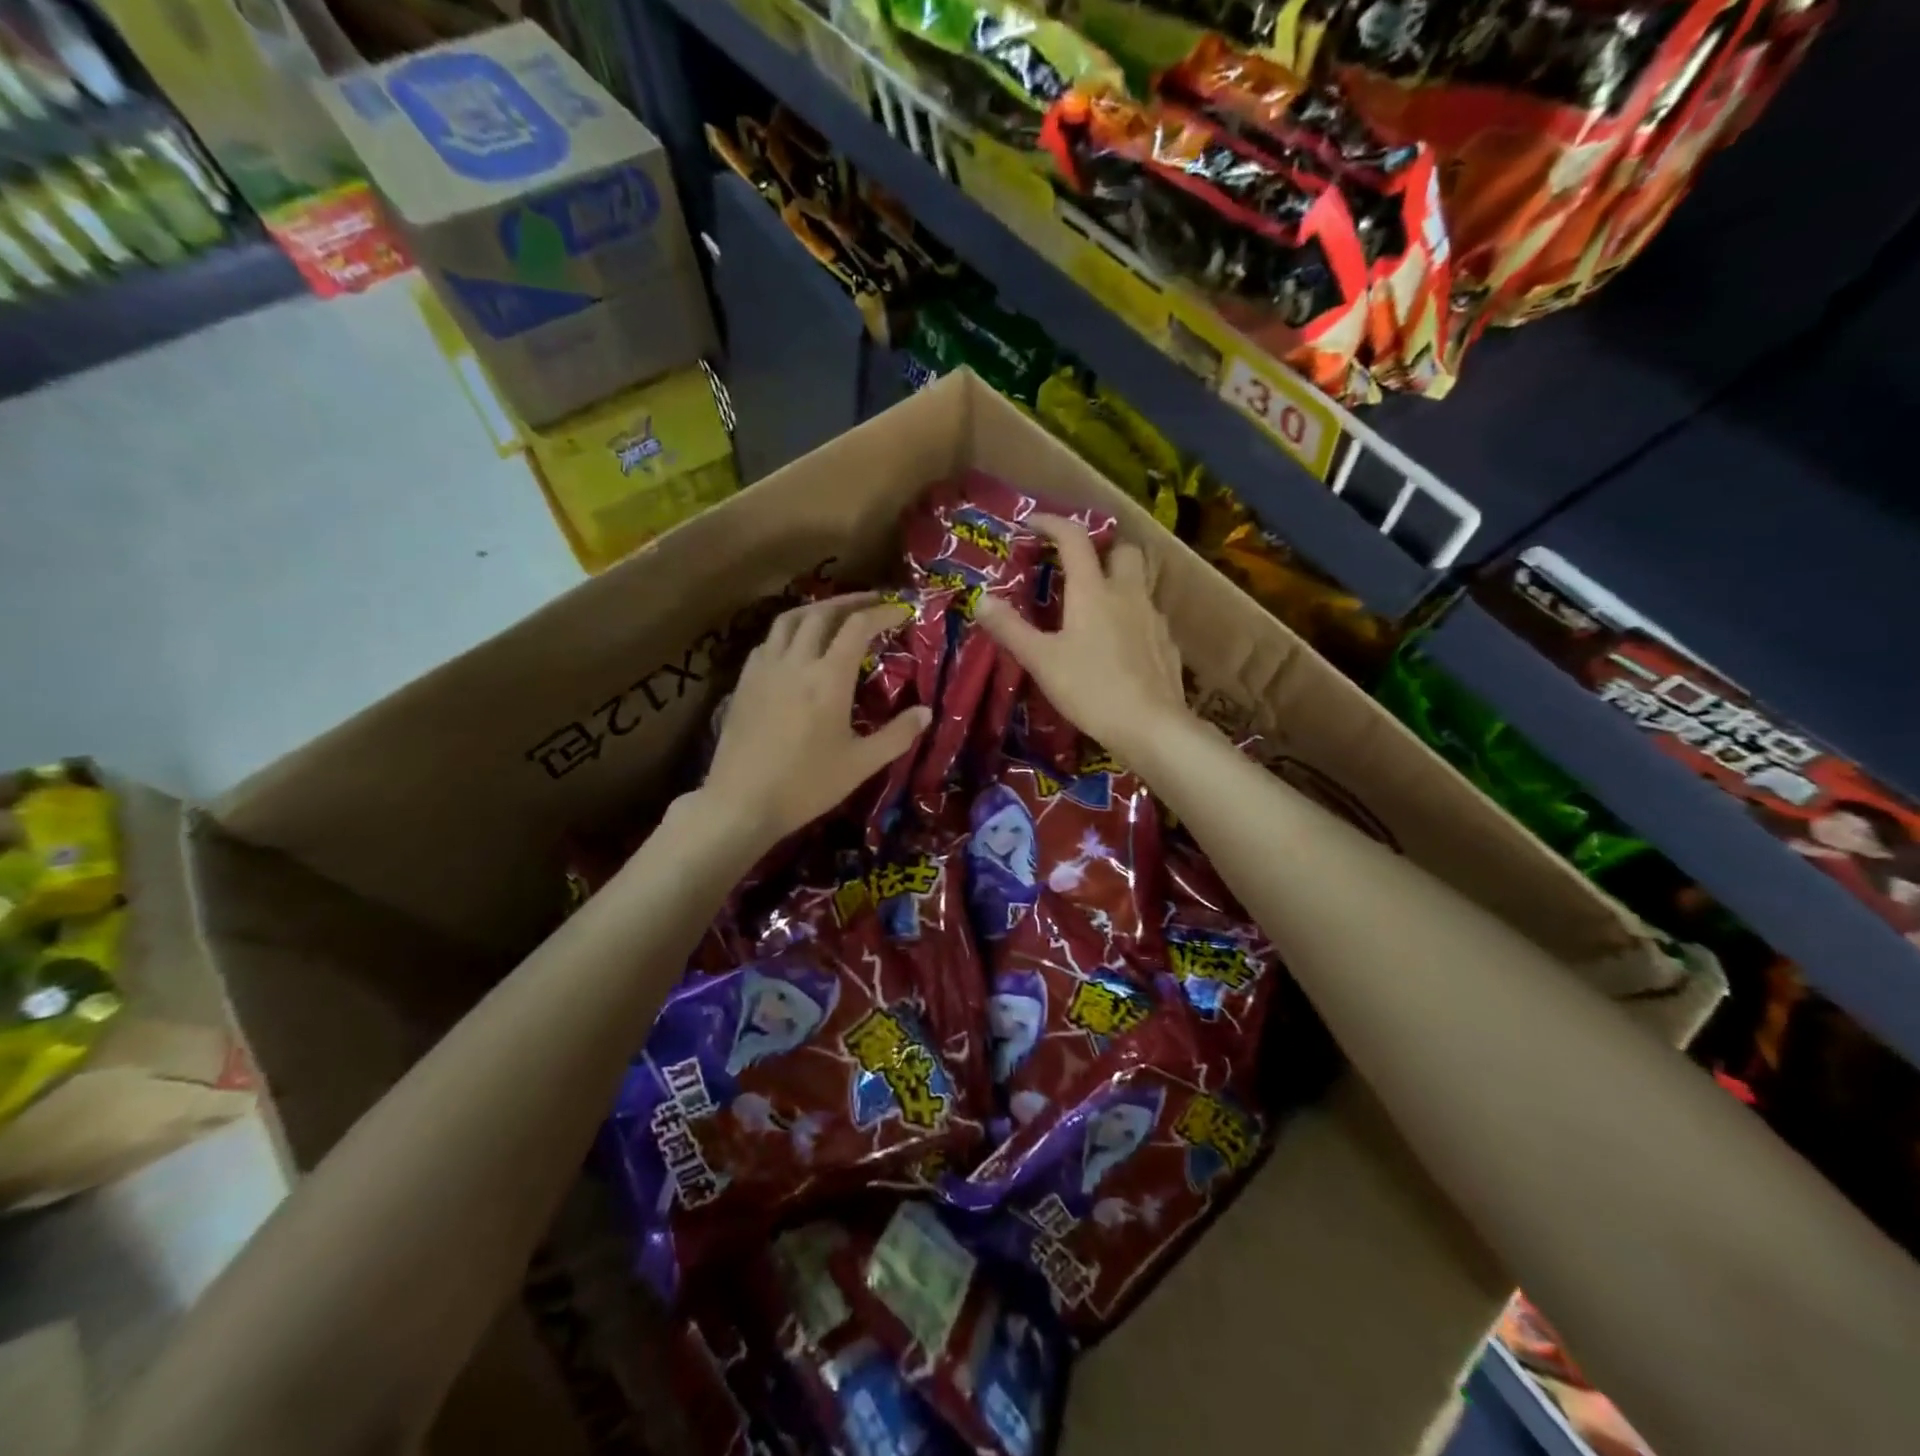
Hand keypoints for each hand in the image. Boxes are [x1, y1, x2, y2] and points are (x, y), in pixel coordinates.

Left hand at [703, 594, 930, 846]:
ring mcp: (765, 668)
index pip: (858, 627)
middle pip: (822, 612)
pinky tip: (796, 646)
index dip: (883, 613)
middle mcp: (796, 662)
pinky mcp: (744, 682)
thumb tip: (926, 712)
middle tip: (874, 601)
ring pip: (789, 619)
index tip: (903, 610)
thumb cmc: (806, 785)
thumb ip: (898, 735)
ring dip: (817, 609)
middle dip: (851, 601)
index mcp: (829, 678)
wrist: (741, 802)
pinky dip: (789, 631)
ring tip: (835, 613)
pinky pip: (768, 641)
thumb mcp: (861, 764)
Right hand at [975, 516, 1186, 762]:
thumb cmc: (1091, 689)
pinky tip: (1122, 642)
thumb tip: (980, 599)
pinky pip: (1150, 616)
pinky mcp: (1168, 644)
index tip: (1032, 523)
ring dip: (1121, 580)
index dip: (1052, 523)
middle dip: (1103, 548)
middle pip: (1123, 550)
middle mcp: (1128, 593)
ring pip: (1142, 582)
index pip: (1074, 539)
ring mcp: (1154, 618)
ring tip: (1099, 603)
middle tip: (1080, 565)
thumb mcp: (1041, 661)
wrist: (1151, 726)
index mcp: (1093, 590)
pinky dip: (1134, 616)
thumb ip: (1010, 629)